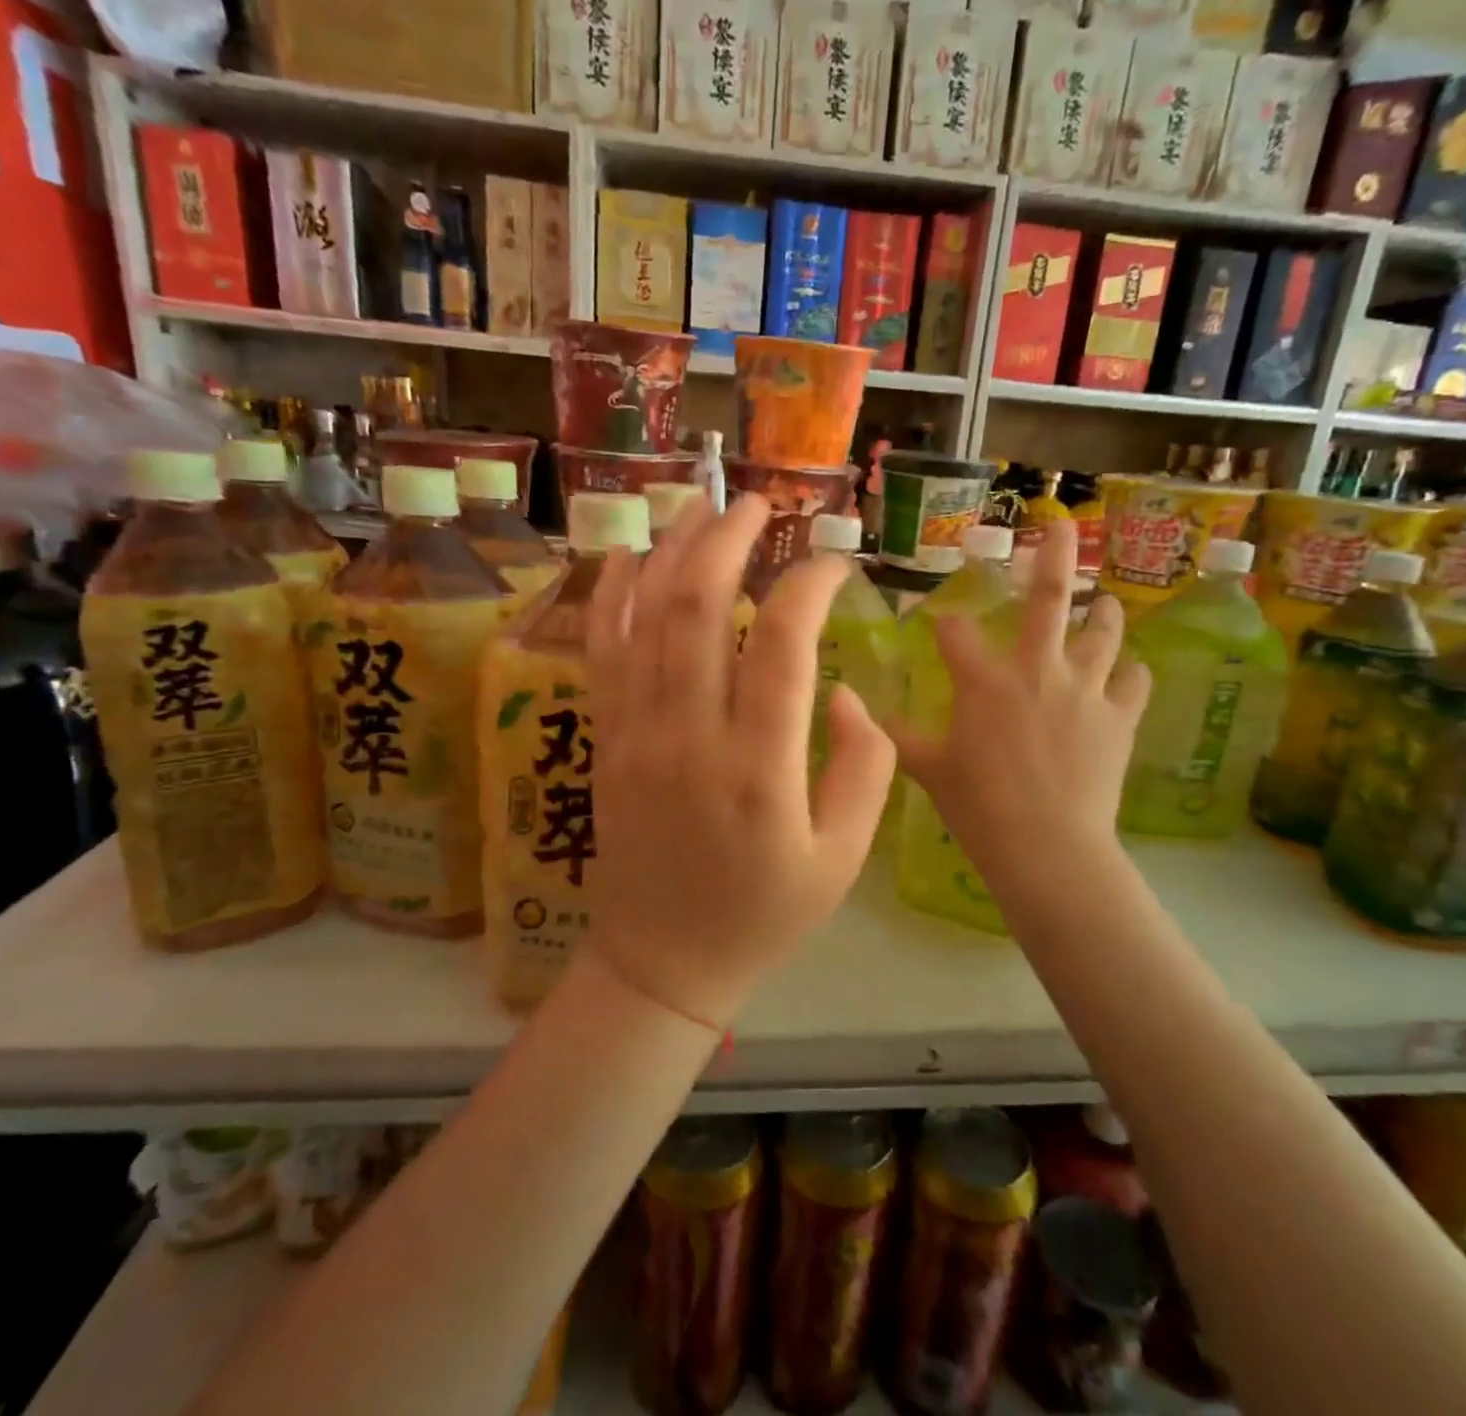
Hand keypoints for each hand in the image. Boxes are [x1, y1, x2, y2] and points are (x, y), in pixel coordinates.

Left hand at [584, 494, 896, 1030]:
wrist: (663, 961)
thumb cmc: (764, 913)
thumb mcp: (844, 856)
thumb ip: (865, 766)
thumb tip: (841, 689)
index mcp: (760, 768)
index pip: (785, 644)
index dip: (810, 586)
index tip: (834, 565)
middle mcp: (691, 736)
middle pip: (701, 609)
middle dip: (729, 540)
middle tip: (758, 504)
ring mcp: (637, 733)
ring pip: (646, 617)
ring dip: (673, 550)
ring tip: (699, 505)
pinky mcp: (606, 740)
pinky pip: (601, 652)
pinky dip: (609, 596)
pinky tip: (626, 554)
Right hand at [886, 519, 1150, 907]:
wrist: (1046, 845)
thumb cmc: (978, 806)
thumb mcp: (929, 770)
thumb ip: (900, 737)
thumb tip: (866, 717)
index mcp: (984, 681)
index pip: (955, 634)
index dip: (944, 625)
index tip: (940, 624)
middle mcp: (1036, 670)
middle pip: (1048, 600)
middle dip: (1054, 557)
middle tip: (1061, 526)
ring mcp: (1084, 690)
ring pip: (1102, 634)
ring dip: (1102, 614)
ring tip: (1104, 603)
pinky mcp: (1119, 718)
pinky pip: (1134, 682)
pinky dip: (1132, 674)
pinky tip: (1130, 674)